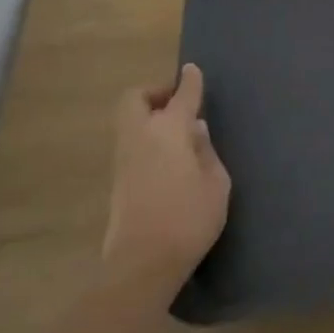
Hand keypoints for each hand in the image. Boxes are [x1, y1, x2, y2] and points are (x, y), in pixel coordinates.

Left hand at [102, 64, 230, 289]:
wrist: (142, 263)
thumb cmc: (189, 218)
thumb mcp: (216, 183)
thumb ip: (206, 151)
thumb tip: (195, 131)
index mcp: (169, 131)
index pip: (181, 95)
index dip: (189, 81)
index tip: (193, 70)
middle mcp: (140, 136)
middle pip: (136, 99)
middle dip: (156, 92)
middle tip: (178, 102)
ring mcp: (123, 159)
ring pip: (130, 121)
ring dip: (149, 116)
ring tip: (178, 131)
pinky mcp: (117, 181)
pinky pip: (131, 143)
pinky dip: (147, 138)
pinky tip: (168, 156)